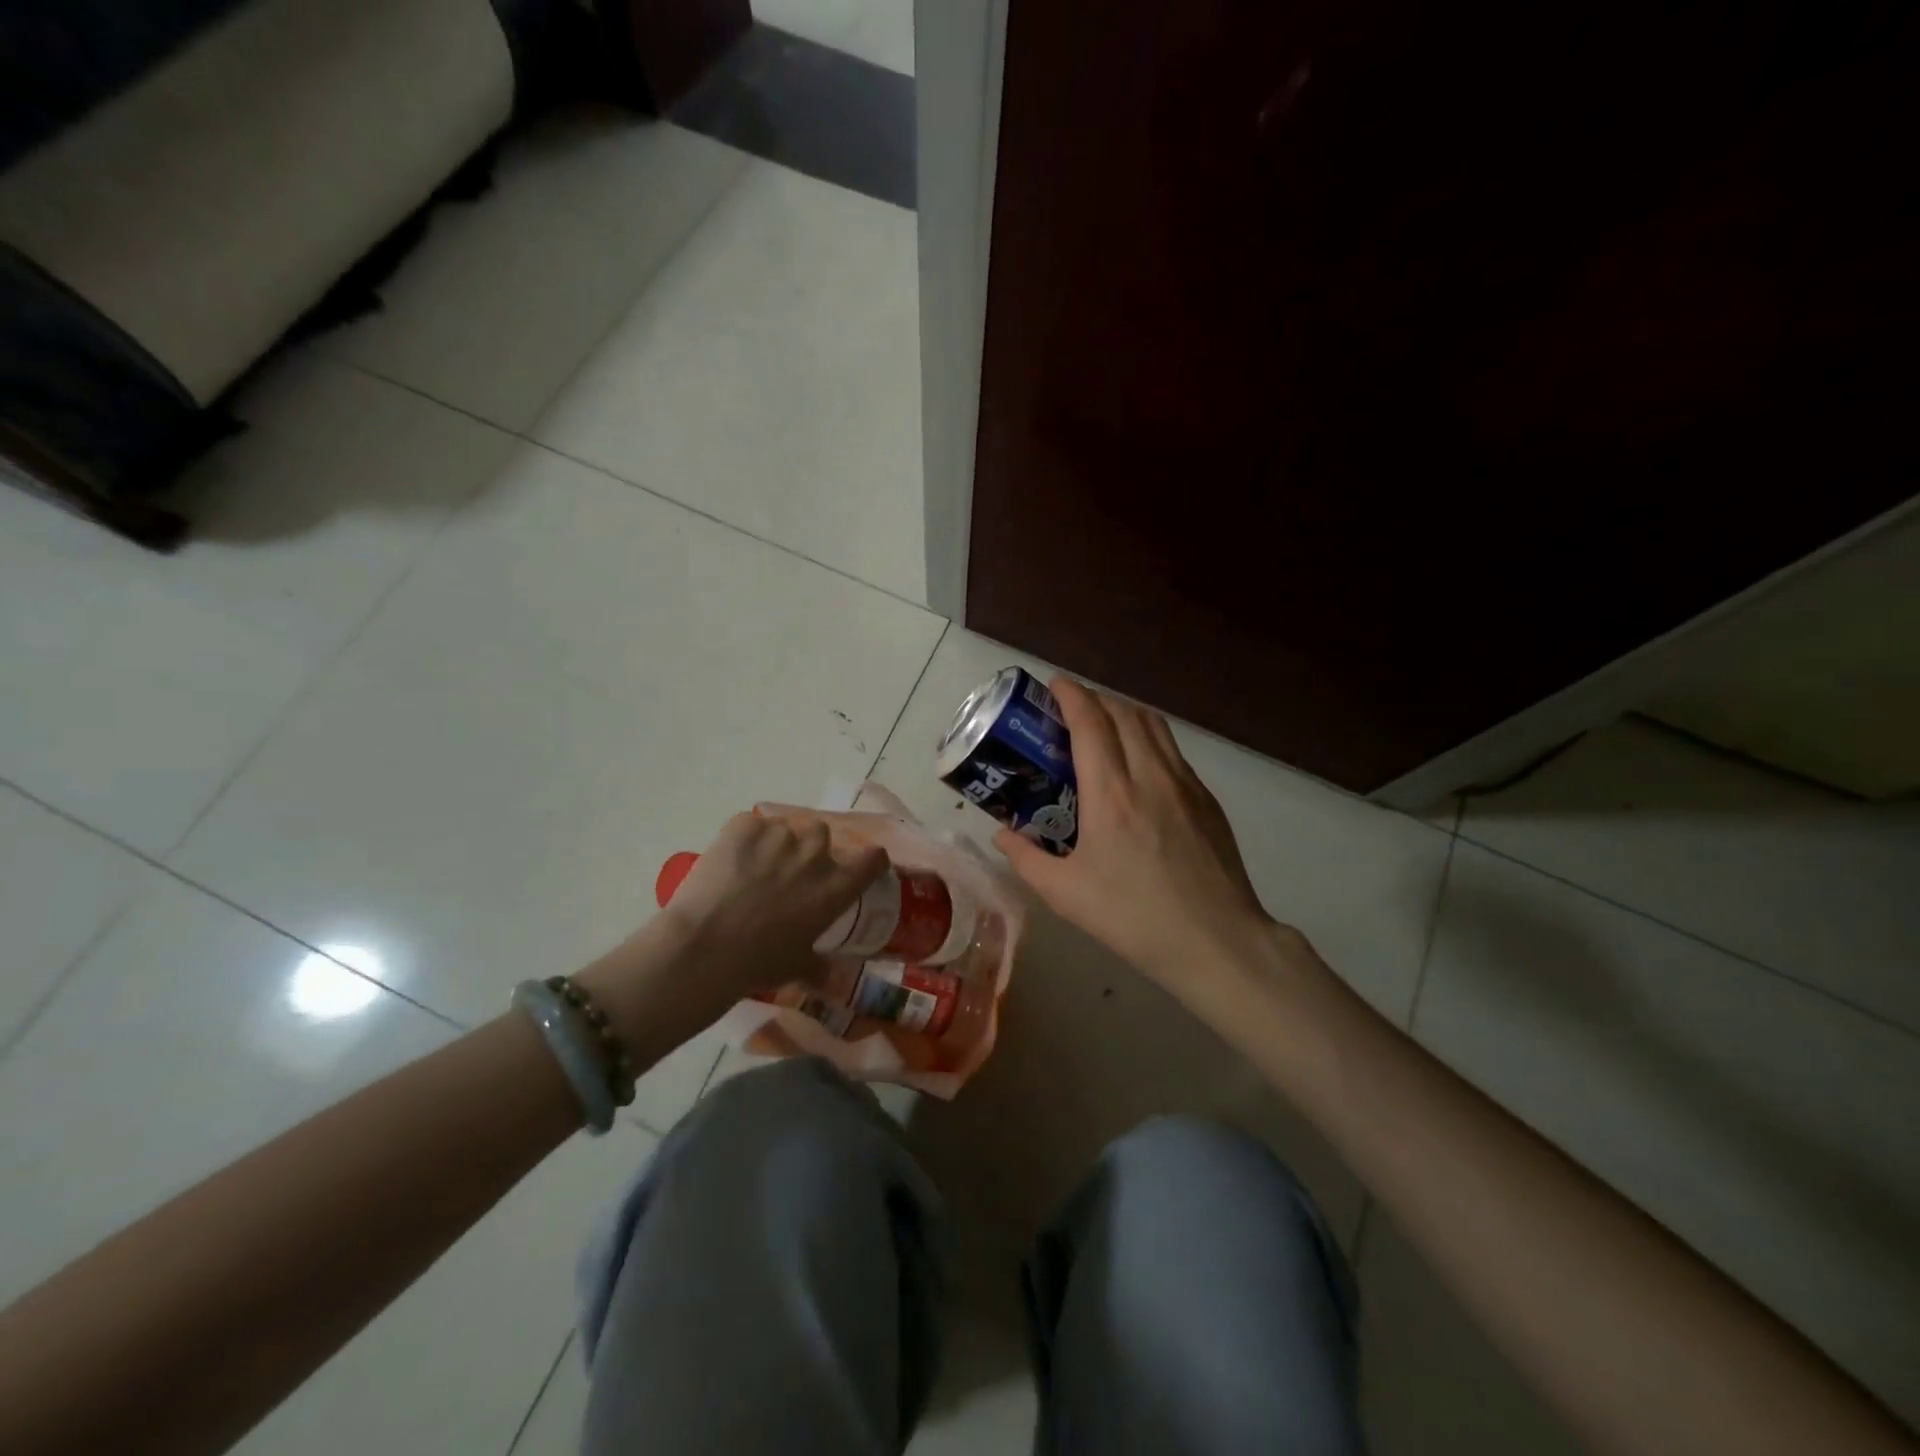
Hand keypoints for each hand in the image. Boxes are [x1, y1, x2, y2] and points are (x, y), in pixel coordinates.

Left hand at [579, 812, 886, 1048]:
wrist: (704, 948)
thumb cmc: (758, 963)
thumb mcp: (798, 967)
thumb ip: (820, 965)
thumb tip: (829, 976)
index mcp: (836, 887)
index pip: (873, 858)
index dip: (868, 860)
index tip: (858, 866)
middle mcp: (815, 854)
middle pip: (822, 834)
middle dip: (809, 849)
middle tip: (788, 872)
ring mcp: (779, 834)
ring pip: (785, 827)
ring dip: (775, 843)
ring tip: (752, 868)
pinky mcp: (744, 825)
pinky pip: (751, 825)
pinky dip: (744, 839)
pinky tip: (730, 861)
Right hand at [994, 677, 1280, 993]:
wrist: (1216, 940)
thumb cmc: (1133, 917)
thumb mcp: (1065, 894)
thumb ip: (1026, 860)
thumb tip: (1002, 835)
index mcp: (1111, 794)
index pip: (1091, 722)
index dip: (1071, 694)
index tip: (1054, 683)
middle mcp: (1150, 776)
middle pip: (1123, 713)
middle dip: (1095, 698)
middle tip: (1071, 708)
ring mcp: (1185, 784)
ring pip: (1154, 725)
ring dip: (1124, 712)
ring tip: (1104, 724)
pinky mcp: (1207, 800)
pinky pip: (1173, 750)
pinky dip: (1149, 737)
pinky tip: (1138, 763)